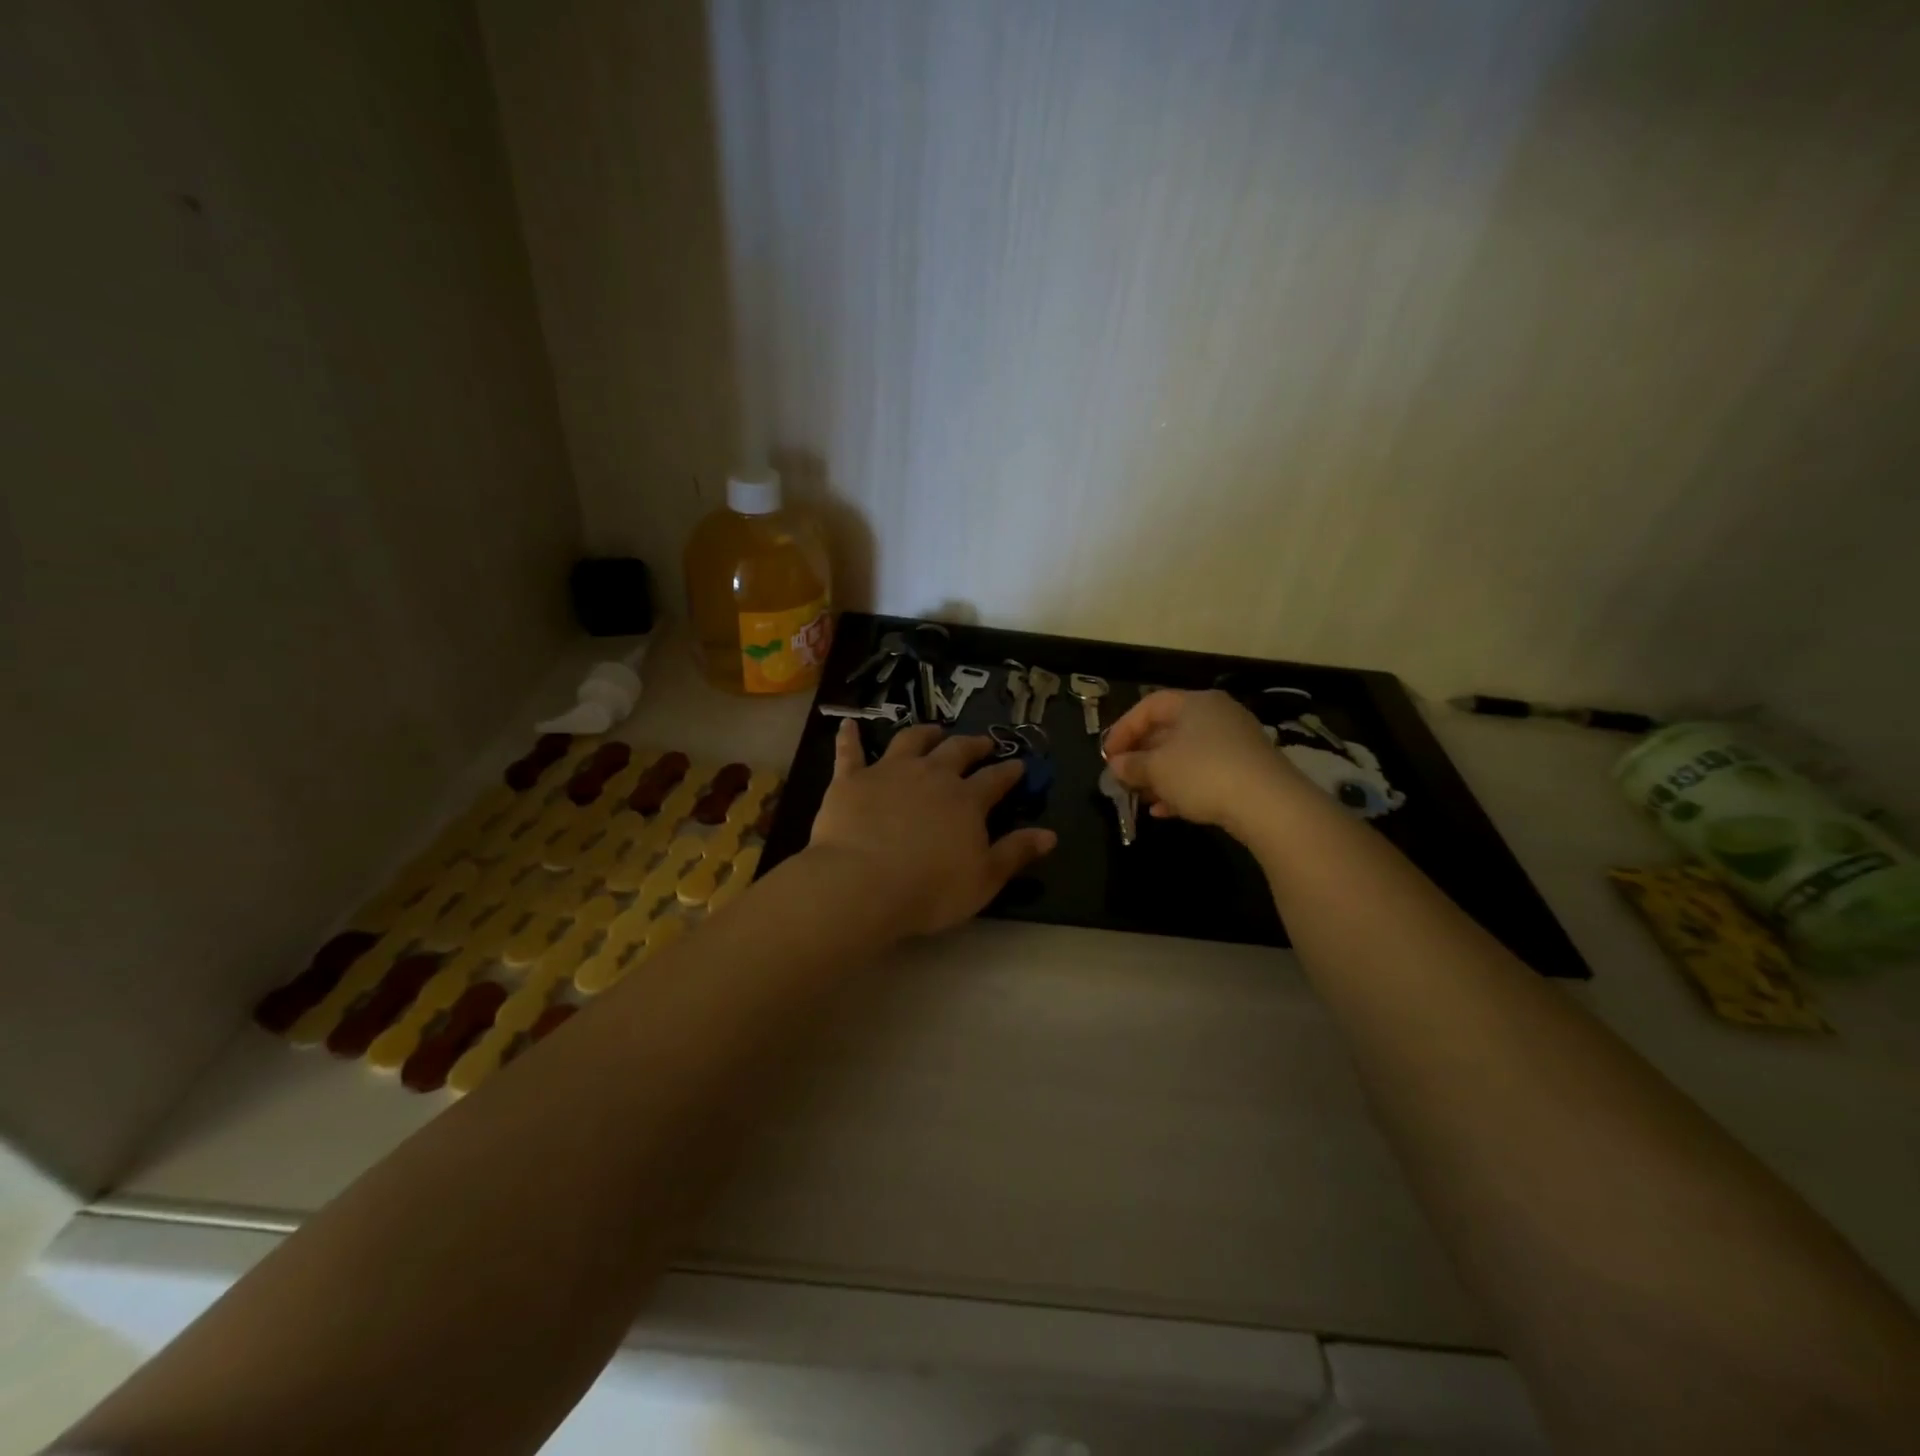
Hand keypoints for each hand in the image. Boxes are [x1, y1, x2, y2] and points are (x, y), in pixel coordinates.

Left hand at [806, 722, 1056, 936]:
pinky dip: (851, 736)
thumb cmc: (930, 889)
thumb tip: (1050, 834)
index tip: (1018, 764)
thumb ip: (1016, 852)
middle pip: (957, 751)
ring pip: (910, 741)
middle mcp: (931, 775)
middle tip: (982, 742)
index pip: (995, 779)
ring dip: (924, 733)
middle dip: (973, 745)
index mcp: (966, 799)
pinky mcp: (851, 779)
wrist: (862, 884)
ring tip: (933, 730)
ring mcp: (889, 772)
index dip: (1009, 771)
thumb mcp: (984, 878)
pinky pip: (850, 751)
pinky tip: (849, 725)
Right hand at [1102, 690, 1304, 836]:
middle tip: (1123, 777)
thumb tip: (1116, 765)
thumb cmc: (1203, 773)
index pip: (1149, 706)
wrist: (1269, 804)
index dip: (1123, 729)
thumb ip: (1131, 765)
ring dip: (1160, 775)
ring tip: (1142, 798)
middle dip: (1142, 755)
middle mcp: (1217, 715)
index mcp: (1194, 702)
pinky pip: (1205, 773)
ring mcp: (1236, 742)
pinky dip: (1183, 787)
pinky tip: (1166, 811)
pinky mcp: (1248, 769)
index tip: (1107, 755)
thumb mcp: (1157, 769)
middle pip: (1168, 730)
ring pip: (1186, 755)